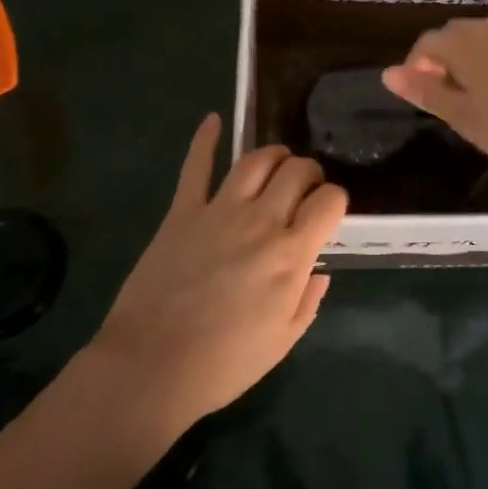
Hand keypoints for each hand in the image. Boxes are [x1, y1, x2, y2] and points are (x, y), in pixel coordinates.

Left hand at [92, 115, 346, 435]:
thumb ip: (308, 300)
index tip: (330, 210)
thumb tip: (320, 267)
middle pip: (296, 170)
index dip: (336, 199)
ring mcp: (219, 210)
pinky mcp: (183, 210)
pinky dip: (205, 139)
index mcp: (290, 255)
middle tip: (305, 187)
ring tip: (277, 163)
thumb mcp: (282, 342)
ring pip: (256, 160)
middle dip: (309, 172)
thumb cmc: (223, 364)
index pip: (329, 201)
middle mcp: (261, 221)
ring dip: (274, 155)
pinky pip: (196, 166)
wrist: (151, 368)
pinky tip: (213, 120)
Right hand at [381, 18, 487, 190]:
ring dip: (471, 59)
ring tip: (476, 96)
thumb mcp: (463, 117)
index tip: (421, 96)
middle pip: (455, 36)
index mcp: (465, 44)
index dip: (416, 67)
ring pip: (484, 39)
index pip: (427, 43)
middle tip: (446, 98)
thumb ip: (425, 91)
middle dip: (443, 60)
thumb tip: (387, 73)